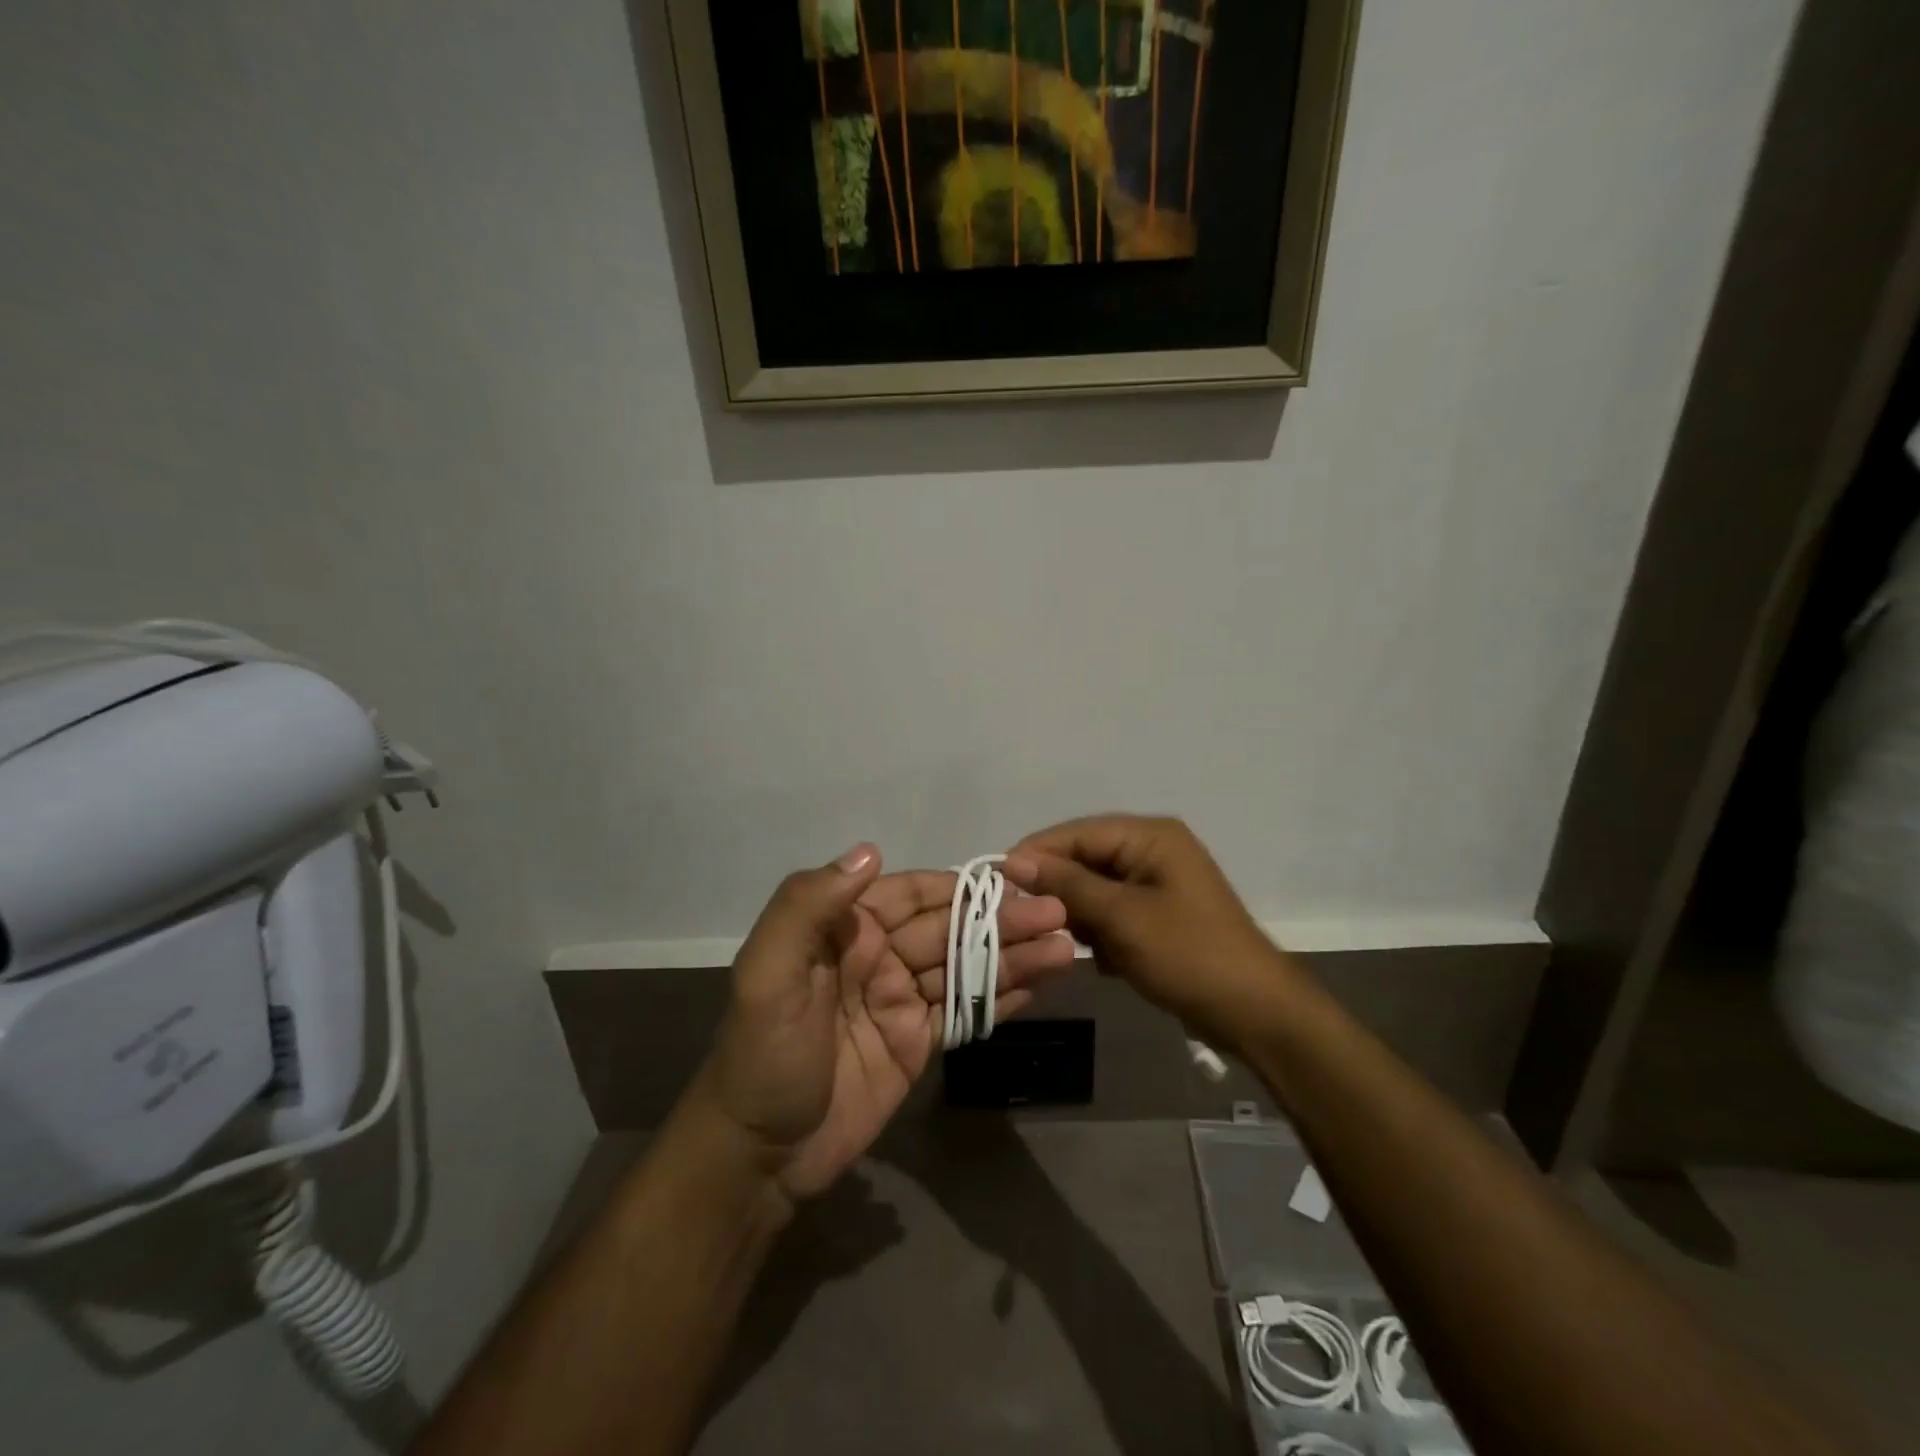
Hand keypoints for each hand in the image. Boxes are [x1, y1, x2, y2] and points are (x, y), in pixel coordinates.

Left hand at [702, 845, 1074, 1199]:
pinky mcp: (917, 1044)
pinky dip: (1001, 998)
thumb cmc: (763, 1055)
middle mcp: (878, 957)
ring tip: (1065, 947)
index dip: (962, 885)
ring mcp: (901, 1001)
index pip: (914, 894)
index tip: (1014, 878)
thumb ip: (809, 906)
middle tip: (1059, 913)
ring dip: (1013, 956)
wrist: (758, 1155)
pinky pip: (964, 1013)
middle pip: (950, 929)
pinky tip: (1040, 984)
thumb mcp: (767, 974)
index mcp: (846, 930)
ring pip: (965, 968)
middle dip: (1002, 919)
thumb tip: (871, 851)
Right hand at [1002, 815, 1287, 1045]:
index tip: (996, 882)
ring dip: (1078, 916)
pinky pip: (1111, 912)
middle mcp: (1151, 849)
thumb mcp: (1121, 917)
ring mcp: (1155, 883)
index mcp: (1149, 836)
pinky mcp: (1156, 914)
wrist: (1254, 1012)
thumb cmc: (1189, 955)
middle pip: (1084, 859)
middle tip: (1025, 920)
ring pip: (1094, 889)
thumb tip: (1013, 860)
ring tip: (1065, 944)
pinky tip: (1100, 959)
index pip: (1075, 832)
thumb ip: (1067, 884)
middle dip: (1057, 890)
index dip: (1035, 854)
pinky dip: (1099, 932)